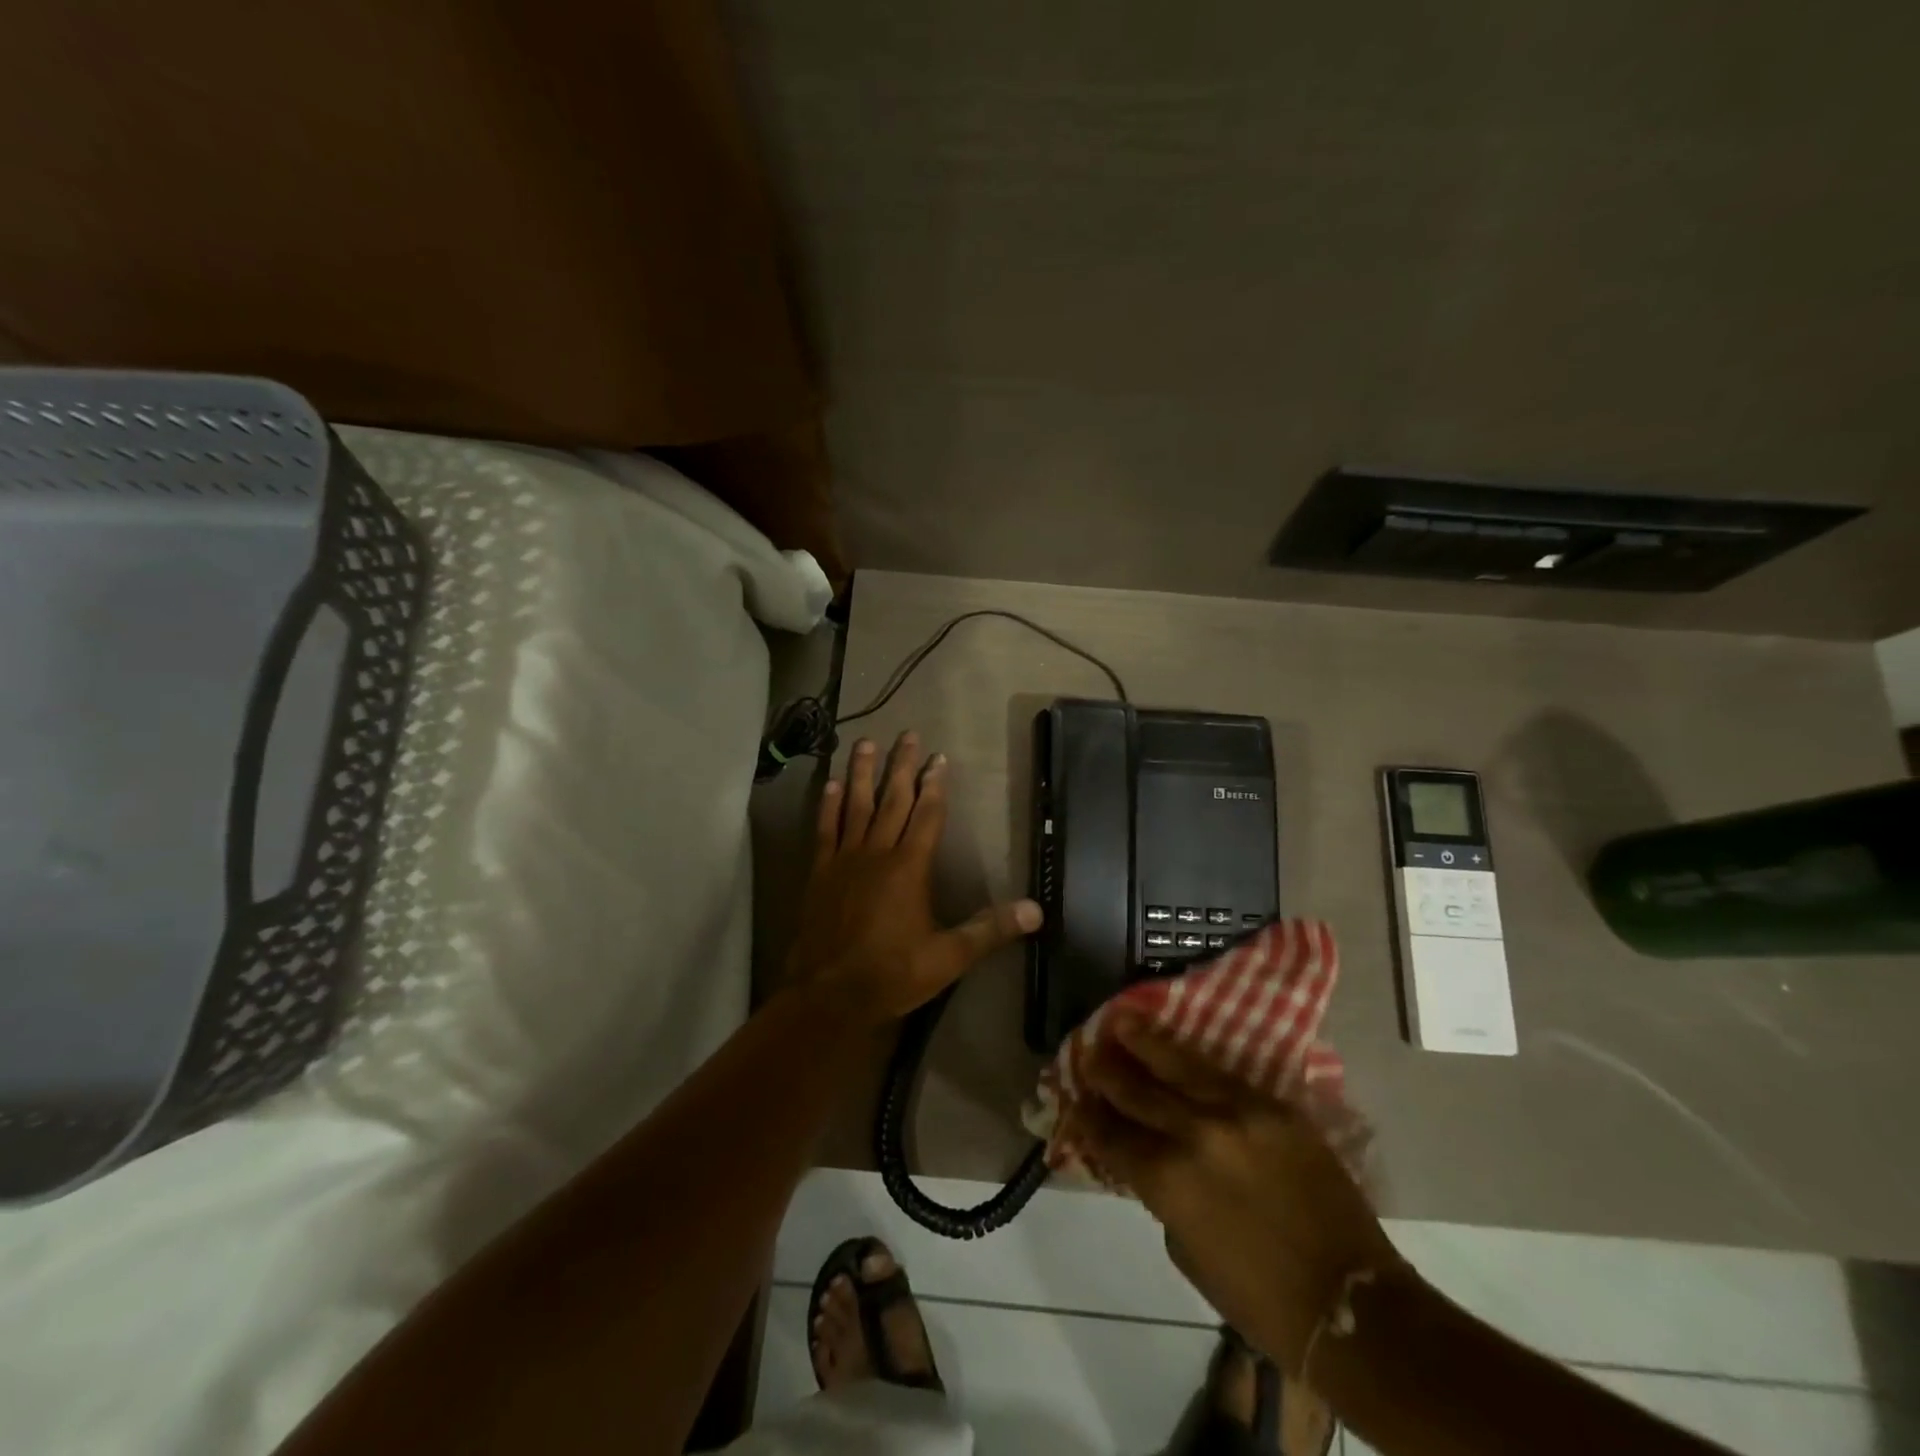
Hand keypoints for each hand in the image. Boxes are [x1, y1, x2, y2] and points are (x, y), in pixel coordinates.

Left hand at [787, 732, 1042, 1023]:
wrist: (829, 995)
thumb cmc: (892, 974)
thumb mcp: (948, 957)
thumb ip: (989, 929)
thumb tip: (1036, 910)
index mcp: (910, 868)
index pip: (927, 815)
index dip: (935, 784)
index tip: (938, 757)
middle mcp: (877, 853)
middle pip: (893, 800)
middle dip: (902, 766)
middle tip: (907, 734)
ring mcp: (845, 860)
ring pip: (855, 805)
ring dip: (863, 773)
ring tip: (866, 742)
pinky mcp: (820, 872)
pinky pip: (825, 829)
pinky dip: (828, 805)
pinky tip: (832, 784)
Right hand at [1072, 1014, 1407, 1374]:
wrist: (1351, 1305)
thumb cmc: (1259, 1298)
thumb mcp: (1186, 1250)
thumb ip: (1161, 1194)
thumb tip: (1150, 1158)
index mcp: (1167, 1179)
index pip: (1113, 1135)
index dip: (1090, 1115)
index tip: (1076, 1096)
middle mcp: (1194, 1134)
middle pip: (1137, 1090)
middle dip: (1108, 1070)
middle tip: (1088, 1049)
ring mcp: (1237, 1113)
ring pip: (1178, 1065)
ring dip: (1145, 1042)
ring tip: (1121, 1018)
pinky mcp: (1273, 1107)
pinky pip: (1222, 1074)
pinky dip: (1192, 1060)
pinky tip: (1175, 1045)